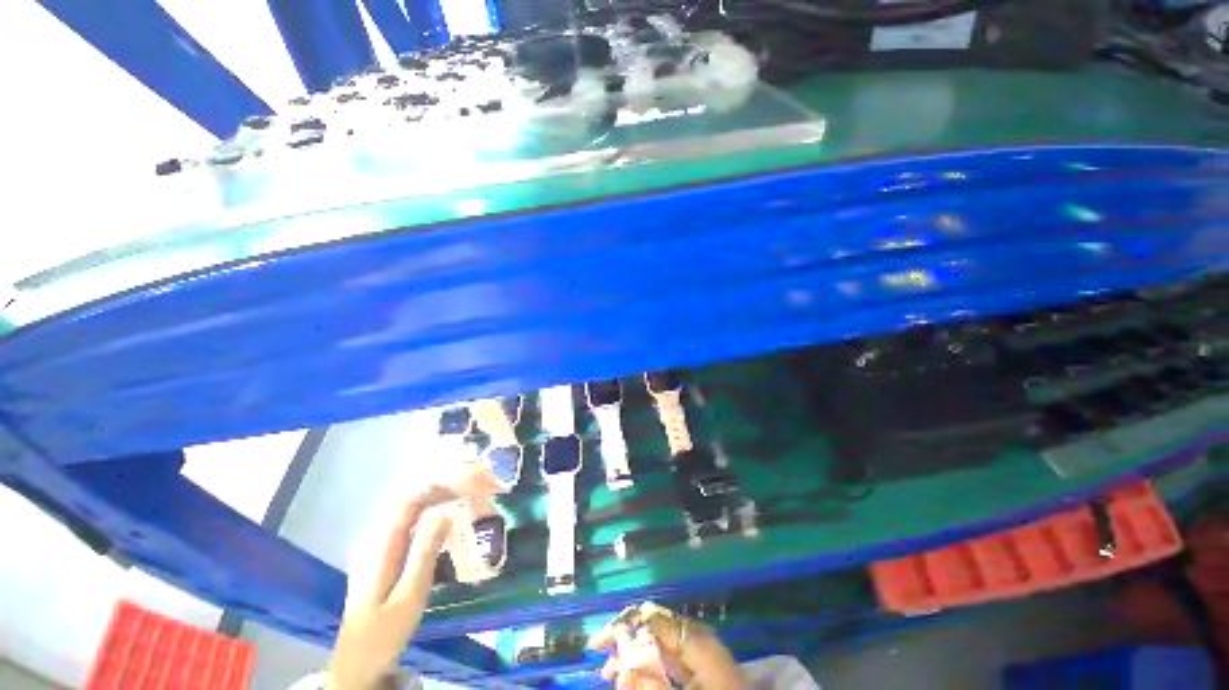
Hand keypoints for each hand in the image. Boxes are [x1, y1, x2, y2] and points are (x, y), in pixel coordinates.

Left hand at [327, 488, 454, 689]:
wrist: (357, 665)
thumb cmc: (384, 632)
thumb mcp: (410, 593)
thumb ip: (425, 551)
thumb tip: (446, 513)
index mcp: (382, 546)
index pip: (409, 503)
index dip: (436, 489)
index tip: (464, 486)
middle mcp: (377, 542)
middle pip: (409, 506)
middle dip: (439, 495)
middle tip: (469, 494)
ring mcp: (378, 553)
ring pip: (409, 517)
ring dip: (435, 506)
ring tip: (462, 505)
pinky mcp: (383, 563)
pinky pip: (408, 531)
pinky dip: (428, 522)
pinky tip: (444, 529)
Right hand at [590, 607, 749, 689]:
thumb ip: (653, 687)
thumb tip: (621, 670)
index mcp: (697, 640)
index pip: (652, 620)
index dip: (624, 627)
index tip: (600, 641)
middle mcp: (697, 636)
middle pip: (654, 627)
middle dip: (627, 640)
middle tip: (603, 659)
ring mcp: (701, 648)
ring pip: (660, 641)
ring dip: (635, 653)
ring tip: (613, 671)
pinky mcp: (703, 662)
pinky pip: (671, 655)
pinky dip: (651, 662)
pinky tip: (636, 673)